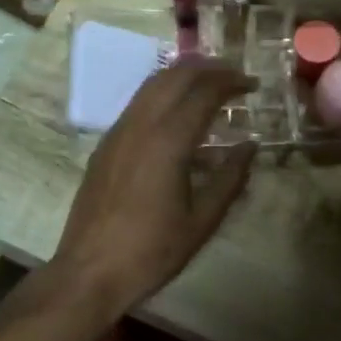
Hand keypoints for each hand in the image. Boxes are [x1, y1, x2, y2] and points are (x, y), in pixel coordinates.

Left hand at [54, 59, 257, 309]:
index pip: (203, 92)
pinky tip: (176, 112)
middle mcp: (140, 125)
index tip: (252, 83)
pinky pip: (137, 103)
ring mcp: (118, 132)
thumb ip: (230, 178)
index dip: (231, 81)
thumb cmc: (151, 251)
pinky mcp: (105, 144)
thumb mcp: (202, 221)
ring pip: (151, 84)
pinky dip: (162, 93)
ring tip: (208, 83)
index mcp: (168, 141)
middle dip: (207, 69)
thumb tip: (250, 145)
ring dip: (182, 75)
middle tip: (233, 75)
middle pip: (175, 76)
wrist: (88, 272)